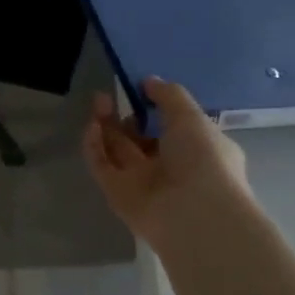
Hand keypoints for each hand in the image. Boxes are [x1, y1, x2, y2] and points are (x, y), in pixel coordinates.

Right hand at [83, 79, 252, 250]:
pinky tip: (92, 124)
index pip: (173, 129)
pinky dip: (95, 145)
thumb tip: (149, 81)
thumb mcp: (192, 118)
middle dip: (124, 116)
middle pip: (139, 139)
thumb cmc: (203, 161)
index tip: (140, 90)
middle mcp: (169, 168)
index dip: (156, 109)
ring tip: (98, 101)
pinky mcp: (117, 193)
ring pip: (118, 150)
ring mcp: (141, 182)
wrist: (193, 214)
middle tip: (109, 96)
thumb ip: (169, 95)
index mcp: (197, 152)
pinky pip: (102, 165)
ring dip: (106, 125)